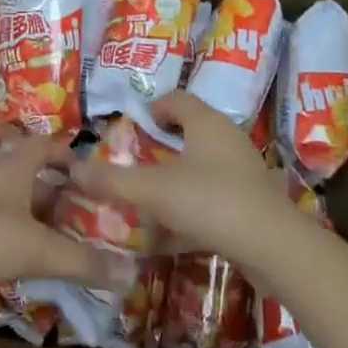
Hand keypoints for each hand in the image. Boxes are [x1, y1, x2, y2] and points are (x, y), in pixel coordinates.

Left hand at [0, 134, 133, 306]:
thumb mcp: (36, 249)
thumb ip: (81, 262)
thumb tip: (129, 274)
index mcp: (14, 167)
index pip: (46, 146)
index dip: (69, 153)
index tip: (92, 171)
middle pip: (31, 176)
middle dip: (59, 193)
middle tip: (86, 214)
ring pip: (13, 201)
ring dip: (37, 216)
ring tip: (63, 240)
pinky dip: (16, 233)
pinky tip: (25, 258)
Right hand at [67, 92, 293, 266]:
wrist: (274, 248)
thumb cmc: (211, 201)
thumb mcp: (153, 190)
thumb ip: (113, 179)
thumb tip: (73, 168)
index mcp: (206, 122)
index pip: (176, 99)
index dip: (153, 108)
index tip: (133, 128)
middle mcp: (228, 138)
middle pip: (190, 130)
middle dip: (162, 145)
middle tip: (136, 161)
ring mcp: (244, 170)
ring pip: (203, 165)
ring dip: (178, 177)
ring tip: (151, 196)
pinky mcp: (253, 202)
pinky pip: (215, 195)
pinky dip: (194, 205)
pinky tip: (176, 232)